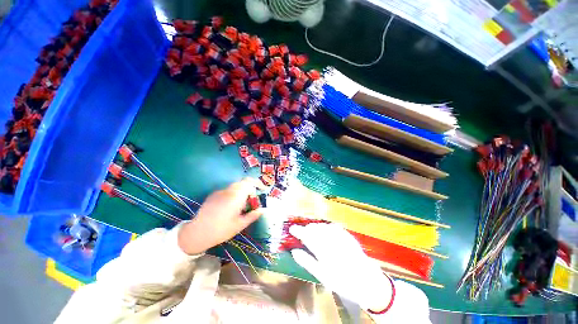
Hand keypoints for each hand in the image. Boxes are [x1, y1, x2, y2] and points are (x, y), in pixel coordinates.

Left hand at [178, 178, 265, 254]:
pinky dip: (233, 194)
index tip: (262, 189)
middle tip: (252, 200)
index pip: (249, 182)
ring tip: (242, 205)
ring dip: (242, 192)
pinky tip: (230, 207)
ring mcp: (219, 192)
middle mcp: (228, 191)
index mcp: (236, 196)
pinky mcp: (213, 195)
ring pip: (235, 187)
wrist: (197, 233)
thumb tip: (262, 210)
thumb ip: (252, 216)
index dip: (257, 183)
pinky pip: (227, 191)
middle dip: (250, 189)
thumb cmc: (221, 230)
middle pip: (242, 183)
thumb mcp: (239, 225)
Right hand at [290, 223, 392, 311]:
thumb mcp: (322, 276)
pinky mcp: (347, 235)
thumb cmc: (342, 282)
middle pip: (315, 229)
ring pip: (323, 226)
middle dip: (306, 229)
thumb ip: (307, 262)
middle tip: (301, 232)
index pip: (307, 236)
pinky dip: (325, 227)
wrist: (367, 282)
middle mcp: (331, 240)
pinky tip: (324, 230)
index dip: (298, 231)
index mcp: (324, 251)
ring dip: (315, 227)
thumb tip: (294, 251)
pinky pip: (333, 226)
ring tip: (311, 231)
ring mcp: (340, 236)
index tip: (292, 229)